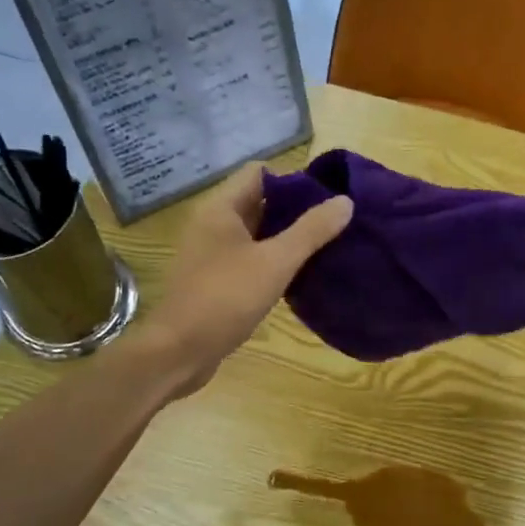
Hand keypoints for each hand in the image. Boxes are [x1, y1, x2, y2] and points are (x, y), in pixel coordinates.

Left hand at [145, 163, 352, 397]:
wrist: (179, 352)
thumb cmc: (225, 298)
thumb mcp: (275, 262)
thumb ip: (311, 231)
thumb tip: (345, 201)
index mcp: (221, 209)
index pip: (259, 173)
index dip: (293, 179)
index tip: (327, 197)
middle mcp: (212, 225)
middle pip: (259, 203)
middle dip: (295, 210)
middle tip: (334, 223)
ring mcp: (211, 255)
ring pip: (256, 234)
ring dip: (286, 238)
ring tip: (325, 247)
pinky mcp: (215, 282)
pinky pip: (250, 260)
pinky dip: (273, 262)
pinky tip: (299, 276)